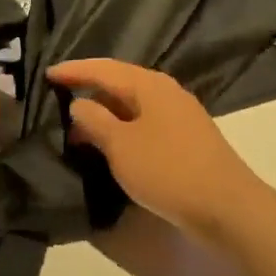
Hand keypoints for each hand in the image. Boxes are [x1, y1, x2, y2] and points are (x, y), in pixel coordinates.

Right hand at [45, 60, 257, 241]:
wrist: (227, 207)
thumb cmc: (168, 169)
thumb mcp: (121, 146)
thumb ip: (95, 121)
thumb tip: (79, 103)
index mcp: (149, 85)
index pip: (103, 69)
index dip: (74, 70)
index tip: (47, 74)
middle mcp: (165, 92)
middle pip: (120, 82)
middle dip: (90, 90)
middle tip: (59, 100)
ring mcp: (179, 115)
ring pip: (133, 105)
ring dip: (106, 113)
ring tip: (79, 129)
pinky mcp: (186, 139)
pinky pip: (145, 123)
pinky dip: (123, 129)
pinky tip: (111, 146)